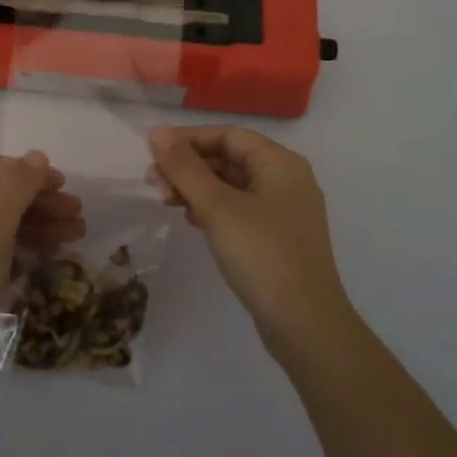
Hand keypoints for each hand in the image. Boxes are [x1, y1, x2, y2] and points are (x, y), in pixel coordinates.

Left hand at [0, 151, 84, 404]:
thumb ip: (16, 190)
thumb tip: (37, 154)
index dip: (27, 172)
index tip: (63, 185)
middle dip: (38, 200)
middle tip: (77, 212)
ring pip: (1, 224)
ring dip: (38, 224)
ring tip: (78, 234)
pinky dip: (24, 248)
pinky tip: (52, 254)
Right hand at [147, 126, 352, 355]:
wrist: (304, 325)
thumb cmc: (261, 255)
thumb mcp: (217, 207)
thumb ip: (185, 168)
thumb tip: (156, 132)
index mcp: (280, 163)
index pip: (228, 135)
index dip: (188, 138)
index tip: (152, 151)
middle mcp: (286, 179)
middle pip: (229, 158)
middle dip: (189, 166)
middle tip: (152, 181)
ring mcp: (284, 211)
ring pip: (232, 185)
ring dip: (196, 188)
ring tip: (164, 200)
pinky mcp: (277, 237)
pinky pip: (239, 209)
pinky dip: (212, 208)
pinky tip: (190, 219)